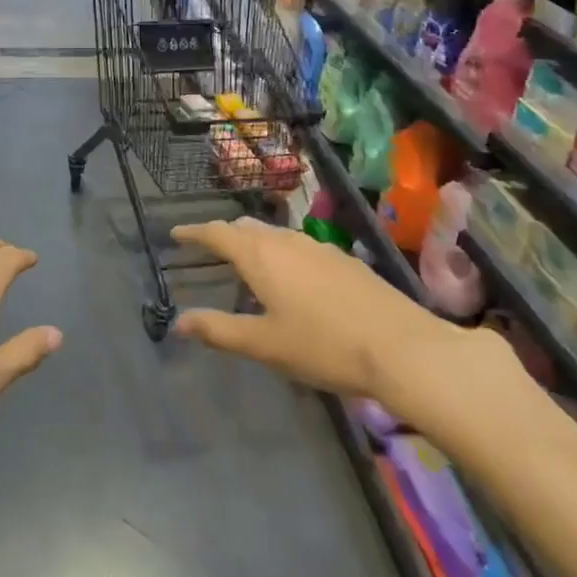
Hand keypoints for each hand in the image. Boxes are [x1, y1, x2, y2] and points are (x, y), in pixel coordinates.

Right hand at [170, 219, 515, 447]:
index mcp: (260, 256)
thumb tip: (179, 322)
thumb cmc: (323, 346)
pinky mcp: (343, 260)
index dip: (194, 232)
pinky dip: (280, 252)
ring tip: (245, 261)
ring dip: (253, 242)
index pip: (217, 233)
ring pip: (275, 235)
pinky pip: (298, 245)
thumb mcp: (264, 344)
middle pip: (246, 228)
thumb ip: (219, 330)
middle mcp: (286, 241)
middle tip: (207, 248)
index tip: (175, 233)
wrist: (401, 347)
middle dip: (223, 235)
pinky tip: (291, 276)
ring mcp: (318, 247)